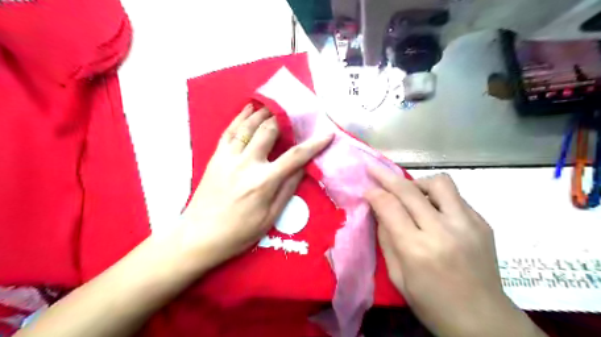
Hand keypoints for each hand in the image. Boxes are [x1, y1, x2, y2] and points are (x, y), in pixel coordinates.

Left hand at [177, 104, 332, 270]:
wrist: (199, 235)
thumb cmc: (239, 232)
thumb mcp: (270, 217)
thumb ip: (287, 189)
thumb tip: (303, 168)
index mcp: (264, 181)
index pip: (295, 156)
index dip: (314, 144)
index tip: (327, 134)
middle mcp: (247, 163)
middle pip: (269, 131)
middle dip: (284, 119)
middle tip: (294, 115)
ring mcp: (228, 157)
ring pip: (248, 126)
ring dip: (263, 113)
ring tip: (274, 106)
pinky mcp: (215, 157)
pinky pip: (229, 131)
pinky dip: (240, 117)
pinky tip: (248, 109)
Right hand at [364, 168, 547, 336]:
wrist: (484, 321)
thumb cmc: (432, 304)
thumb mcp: (398, 276)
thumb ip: (386, 239)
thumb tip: (379, 210)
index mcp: (417, 249)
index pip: (389, 207)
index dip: (374, 194)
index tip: (367, 190)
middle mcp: (443, 231)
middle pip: (409, 190)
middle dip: (386, 176)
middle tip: (374, 170)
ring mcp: (467, 224)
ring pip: (438, 182)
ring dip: (418, 183)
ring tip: (411, 194)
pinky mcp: (483, 223)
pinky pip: (455, 197)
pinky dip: (437, 198)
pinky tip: (433, 212)